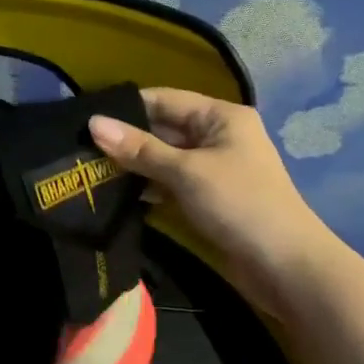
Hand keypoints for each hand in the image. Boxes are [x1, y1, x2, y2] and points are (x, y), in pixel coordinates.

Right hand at [89, 88, 327, 315]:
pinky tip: (117, 195)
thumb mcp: (186, 172)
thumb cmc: (238, 204)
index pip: (165, 99)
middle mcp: (218, 136)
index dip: (126, 107)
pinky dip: (148, 187)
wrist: (284, 264)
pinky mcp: (209, 197)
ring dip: (134, 166)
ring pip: (165, 158)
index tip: (85, 116)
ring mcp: (214, 168)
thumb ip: (139, 149)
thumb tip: (94, 123)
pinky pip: (171, 183)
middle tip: (79, 148)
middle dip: (126, 138)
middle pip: (163, 128)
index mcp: (221, 116)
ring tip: (89, 171)